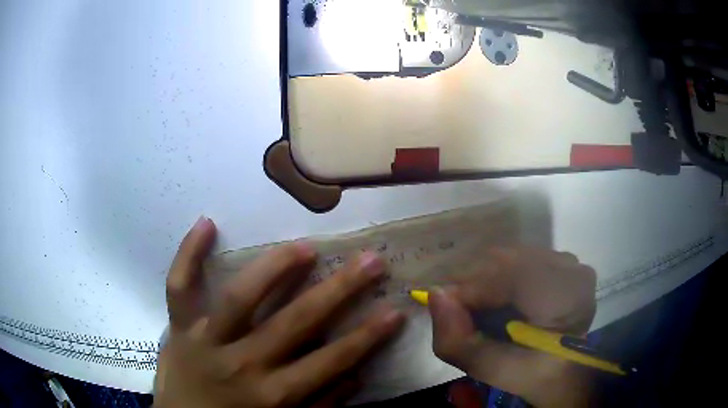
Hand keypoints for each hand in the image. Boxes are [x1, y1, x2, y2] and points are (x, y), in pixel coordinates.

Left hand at [155, 217, 404, 407]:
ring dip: (275, 269)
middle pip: (295, 322)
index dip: (367, 337)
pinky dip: (188, 254)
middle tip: (370, 260)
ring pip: (240, 298)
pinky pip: (179, 287)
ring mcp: (206, 340)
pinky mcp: (179, 328)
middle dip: (338, 291)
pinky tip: (207, 223)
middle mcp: (242, 363)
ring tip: (305, 246)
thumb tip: (355, 375)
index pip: (330, 361)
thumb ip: (320, 405)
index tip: (394, 311)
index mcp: (272, 395)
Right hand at [429, 247, 596, 406]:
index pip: (508, 277)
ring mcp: (571, 262)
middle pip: (509, 260)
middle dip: (478, 282)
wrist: (566, 367)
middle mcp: (572, 270)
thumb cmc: (529, 372)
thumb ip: (455, 339)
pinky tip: (505, 296)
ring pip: (514, 256)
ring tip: (484, 304)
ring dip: (491, 278)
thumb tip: (436, 294)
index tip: (447, 305)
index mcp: (563, 300)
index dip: (471, 289)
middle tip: (464, 308)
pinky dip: (506, 274)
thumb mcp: (488, 368)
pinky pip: (525, 257)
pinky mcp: (566, 262)